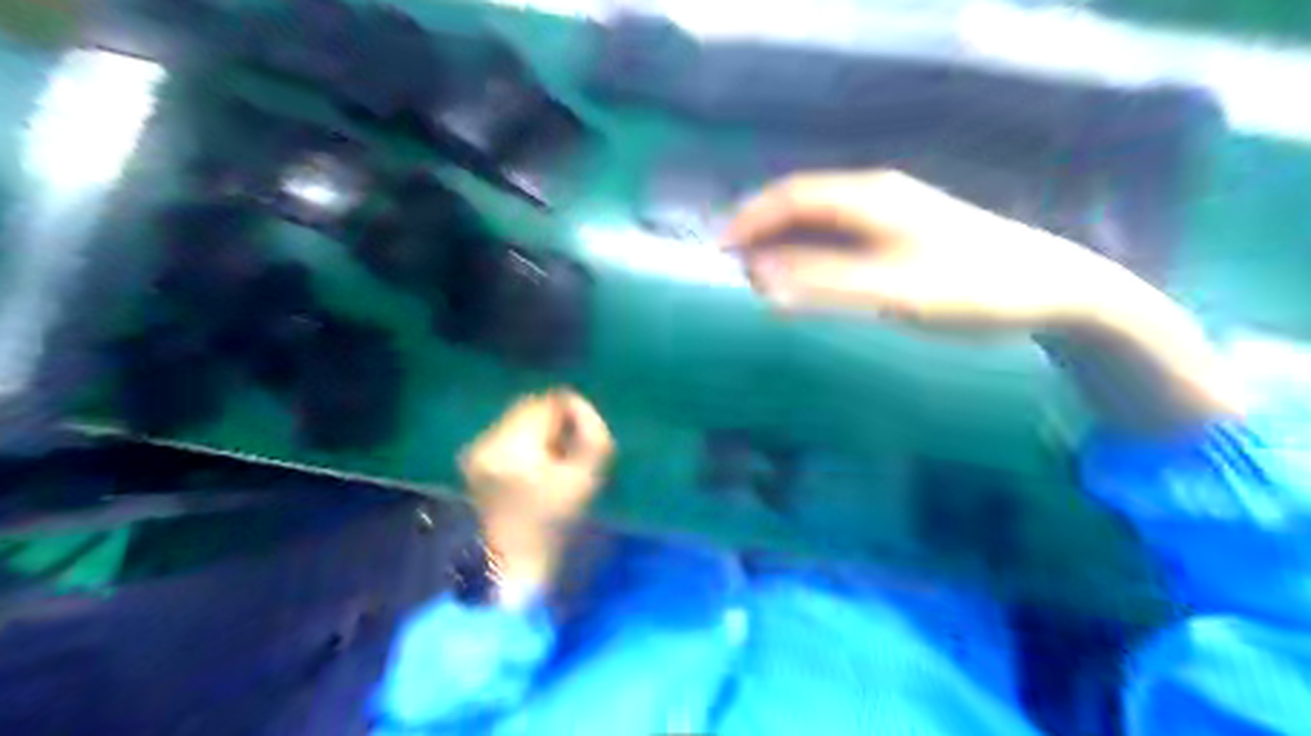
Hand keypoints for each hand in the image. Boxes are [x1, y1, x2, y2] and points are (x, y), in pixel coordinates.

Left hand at [461, 392, 614, 521]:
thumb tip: (581, 407)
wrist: (513, 563)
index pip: (550, 402)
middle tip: (570, 449)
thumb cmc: (556, 523)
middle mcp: (488, 440)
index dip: (574, 413)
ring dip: (539, 430)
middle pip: (531, 406)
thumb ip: (593, 435)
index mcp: (515, 446)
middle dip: (554, 421)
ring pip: (518, 418)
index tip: (583, 439)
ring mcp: (475, 449)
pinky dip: (523, 442)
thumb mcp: (588, 478)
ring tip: (552, 460)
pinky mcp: (471, 459)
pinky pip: (505, 433)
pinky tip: (531, 468)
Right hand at [722, 170, 1120, 328]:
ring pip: (822, 222)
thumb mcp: (892, 290)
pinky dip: (816, 257)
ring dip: (789, 248)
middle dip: (765, 236)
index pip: (791, 197)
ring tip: (768, 283)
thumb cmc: (972, 287)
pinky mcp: (906, 234)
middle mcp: (876, 195)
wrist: (1054, 288)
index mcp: (870, 197)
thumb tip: (759, 275)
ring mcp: (894, 213)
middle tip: (742, 277)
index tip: (719, 253)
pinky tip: (814, 281)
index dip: (749, 221)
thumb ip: (822, 282)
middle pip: (803, 206)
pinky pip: (845, 237)